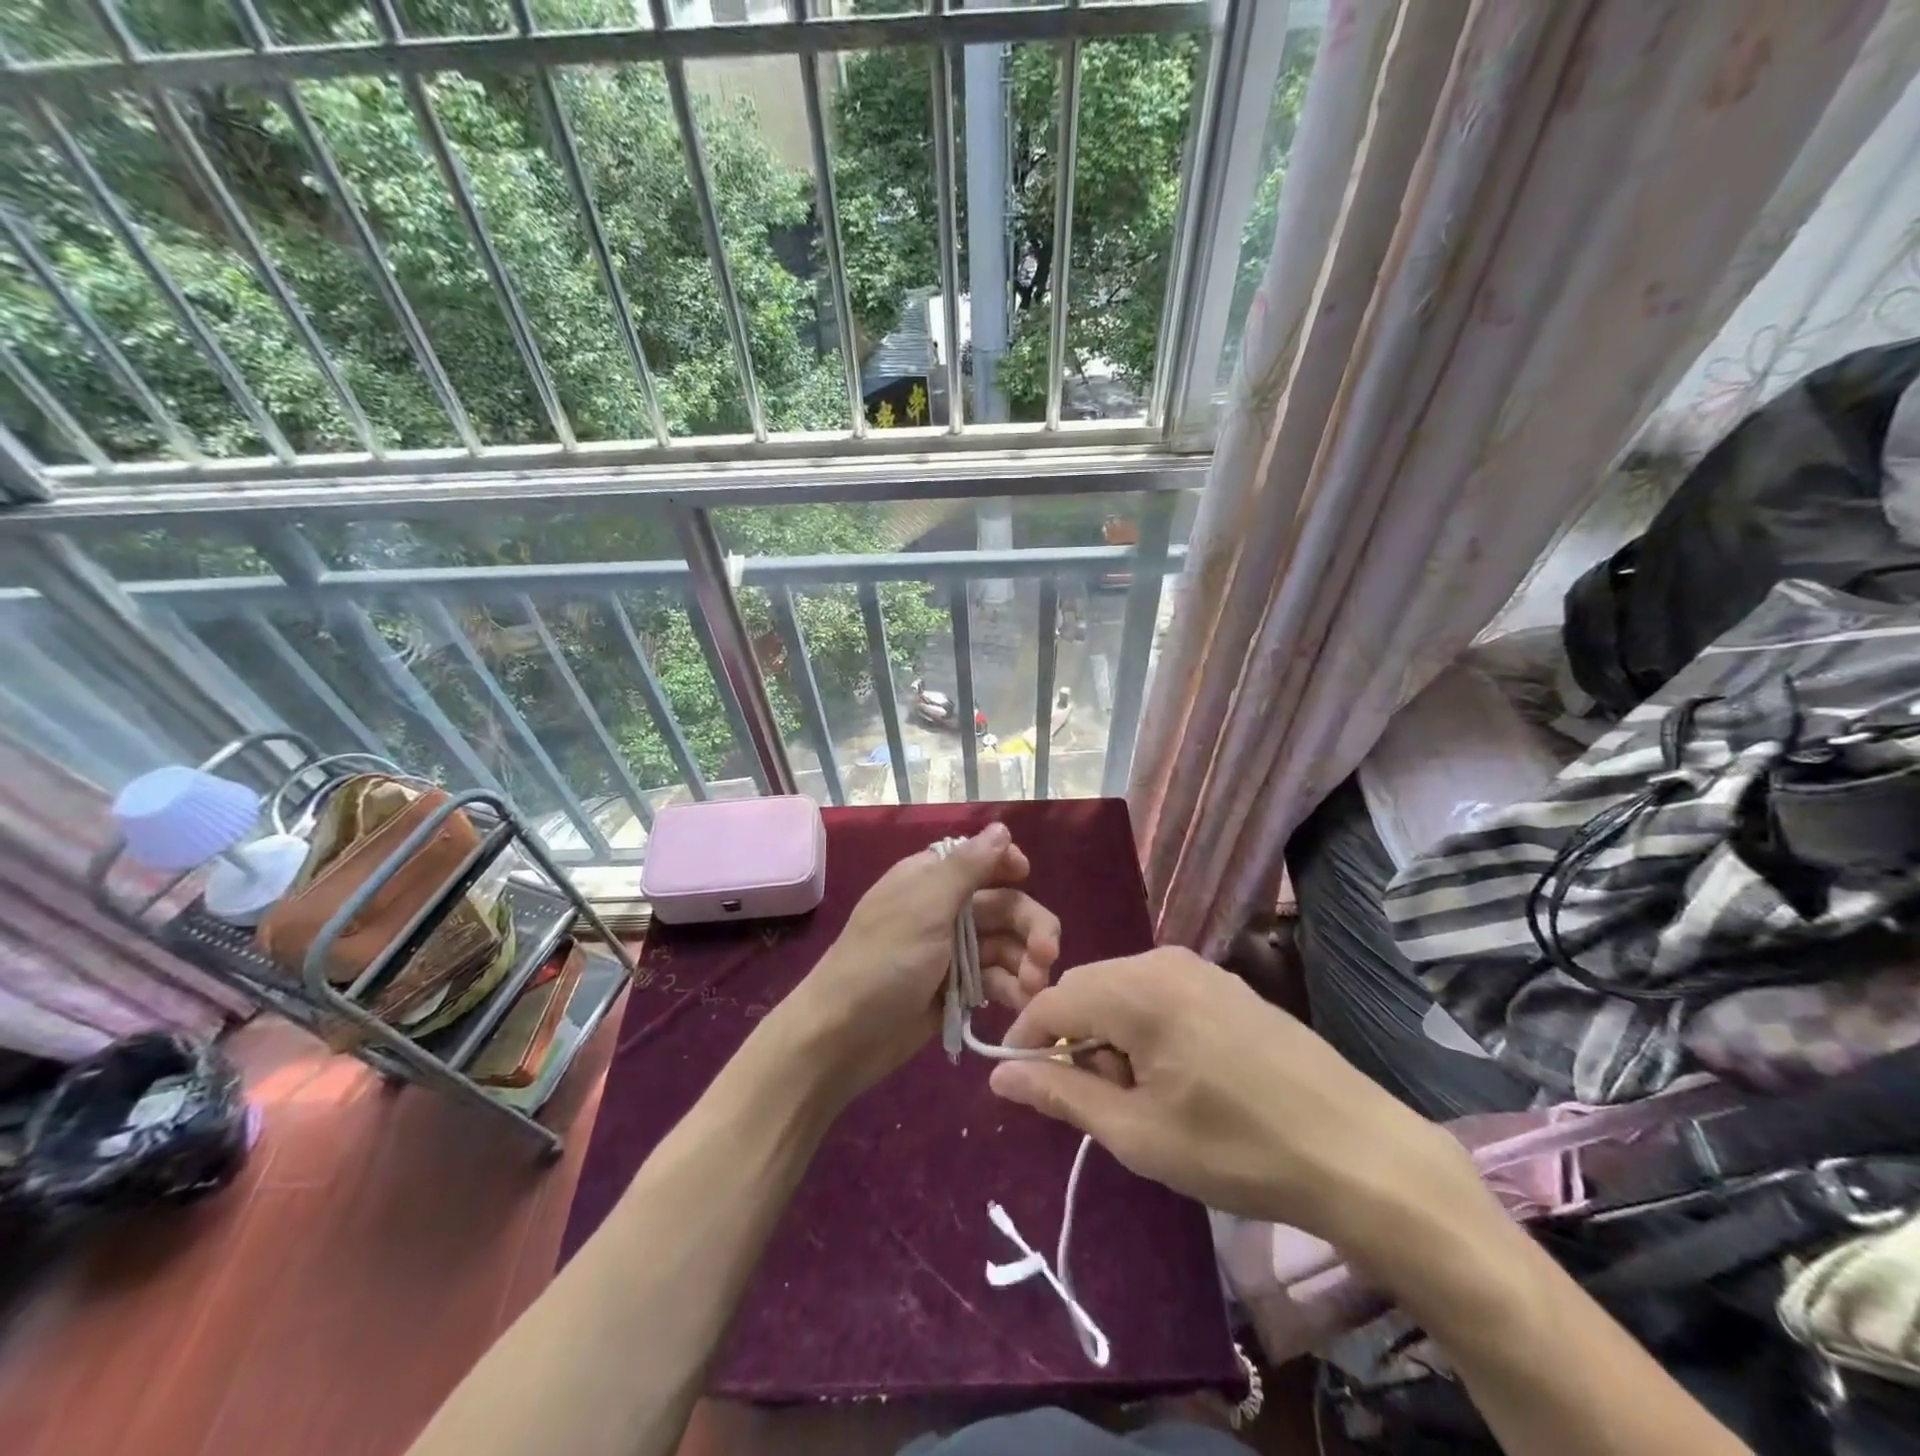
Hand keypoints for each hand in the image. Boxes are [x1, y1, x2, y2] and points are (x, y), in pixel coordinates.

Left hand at [779, 823, 1060, 1104]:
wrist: (841, 1038)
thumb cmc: (882, 963)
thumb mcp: (924, 908)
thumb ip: (966, 867)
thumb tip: (1002, 827)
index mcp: (930, 879)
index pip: (980, 859)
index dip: (1008, 866)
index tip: (1027, 878)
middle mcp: (944, 909)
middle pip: (1004, 905)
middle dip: (1030, 927)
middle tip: (1047, 957)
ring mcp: (952, 951)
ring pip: (1006, 945)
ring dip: (1026, 962)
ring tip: (1033, 990)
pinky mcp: (957, 989)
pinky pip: (996, 979)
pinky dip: (1012, 988)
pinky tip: (1021, 1004)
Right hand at [986, 948, 1492, 1245]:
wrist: (1358, 1151)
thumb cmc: (1236, 1148)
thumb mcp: (1137, 1133)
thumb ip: (1062, 1094)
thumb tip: (999, 1075)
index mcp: (1136, 989)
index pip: (1052, 999)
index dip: (1026, 1039)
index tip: (1021, 1083)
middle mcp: (1162, 960)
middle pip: (1086, 989)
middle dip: (1071, 1038)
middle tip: (1089, 1099)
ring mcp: (1199, 967)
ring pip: (1121, 989)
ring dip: (1107, 1034)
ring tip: (1133, 1094)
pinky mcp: (1224, 983)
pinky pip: (1157, 992)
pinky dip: (1141, 1026)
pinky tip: (1171, 1073)